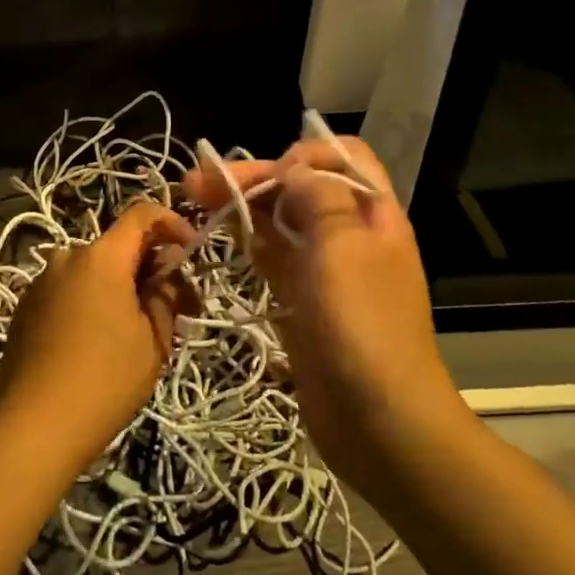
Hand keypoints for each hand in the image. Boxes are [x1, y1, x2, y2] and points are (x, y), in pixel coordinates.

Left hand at [0, 199, 192, 472]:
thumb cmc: (106, 379)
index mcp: (101, 257)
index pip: (142, 214)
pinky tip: (98, 342)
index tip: (190, 252)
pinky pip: (69, 291)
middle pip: (117, 246)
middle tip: (174, 305)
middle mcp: (67, 258)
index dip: (173, 224)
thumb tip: (167, 274)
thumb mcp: (154, 340)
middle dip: (149, 266)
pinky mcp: (25, 308)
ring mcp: (41, 282)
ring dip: (119, 287)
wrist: (35, 426)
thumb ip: (166, 295)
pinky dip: (91, 302)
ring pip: (92, 271)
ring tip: (137, 329)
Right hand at [182, 135, 467, 485]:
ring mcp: (327, 270)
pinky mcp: (304, 302)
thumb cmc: (362, 326)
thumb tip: (294, 170)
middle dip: (255, 178)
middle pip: (302, 188)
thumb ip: (318, 199)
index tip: (269, 174)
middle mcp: (352, 234)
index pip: (343, 158)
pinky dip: (248, 242)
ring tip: (195, 197)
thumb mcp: (342, 249)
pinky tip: (219, 234)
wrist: (379, 419)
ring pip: (282, 222)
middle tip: (198, 181)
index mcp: (373, 214)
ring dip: (243, 206)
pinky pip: (274, 260)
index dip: (304, 155)